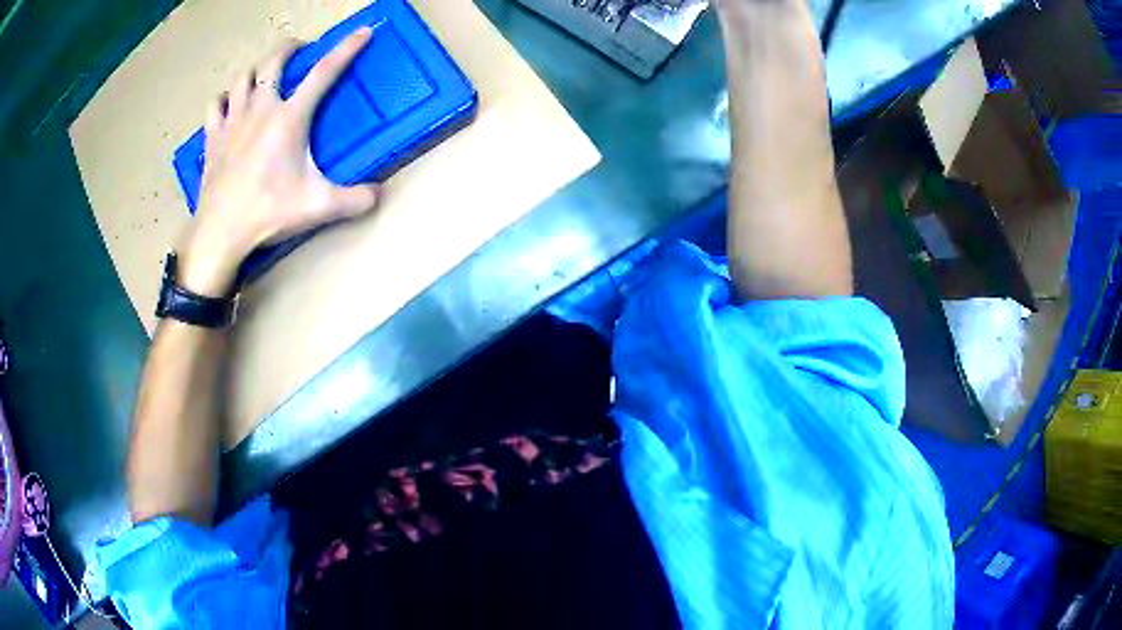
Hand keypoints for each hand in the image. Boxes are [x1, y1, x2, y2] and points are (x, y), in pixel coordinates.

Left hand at [178, 28, 380, 296]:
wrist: (220, 233)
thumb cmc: (268, 214)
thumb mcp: (318, 208)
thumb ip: (354, 200)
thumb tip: (380, 196)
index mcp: (289, 118)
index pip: (324, 73)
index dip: (347, 49)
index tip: (363, 32)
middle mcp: (260, 109)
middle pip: (273, 61)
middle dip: (290, 48)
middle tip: (300, 50)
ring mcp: (232, 121)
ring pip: (242, 78)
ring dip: (255, 71)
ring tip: (263, 77)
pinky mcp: (212, 137)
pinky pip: (215, 105)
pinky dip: (224, 99)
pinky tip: (229, 104)